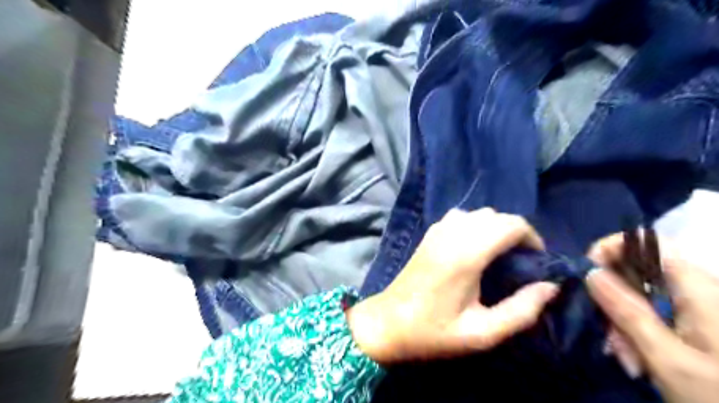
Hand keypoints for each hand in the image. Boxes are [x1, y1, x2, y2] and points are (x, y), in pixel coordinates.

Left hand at [349, 208, 560, 365]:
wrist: (388, 323)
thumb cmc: (433, 331)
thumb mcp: (482, 333)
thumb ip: (521, 310)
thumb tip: (549, 286)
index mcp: (466, 255)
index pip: (510, 224)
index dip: (532, 237)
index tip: (536, 261)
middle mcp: (451, 234)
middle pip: (496, 215)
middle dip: (516, 232)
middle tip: (521, 261)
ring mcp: (437, 231)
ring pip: (477, 213)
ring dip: (495, 227)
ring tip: (500, 254)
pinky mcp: (428, 234)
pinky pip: (459, 217)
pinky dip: (475, 225)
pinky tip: (474, 248)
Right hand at [586, 234, 718, 402]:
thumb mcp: (669, 359)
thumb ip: (628, 312)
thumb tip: (590, 272)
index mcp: (698, 287)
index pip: (645, 243)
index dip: (609, 250)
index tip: (586, 277)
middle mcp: (697, 289)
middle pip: (636, 273)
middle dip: (612, 299)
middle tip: (609, 337)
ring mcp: (697, 307)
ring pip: (640, 296)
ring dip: (622, 323)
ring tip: (628, 359)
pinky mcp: (695, 323)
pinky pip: (652, 314)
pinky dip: (637, 332)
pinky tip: (638, 359)